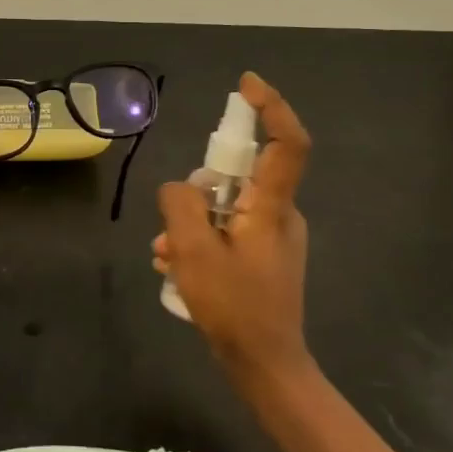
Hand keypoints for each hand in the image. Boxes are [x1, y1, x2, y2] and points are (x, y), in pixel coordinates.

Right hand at [153, 72, 312, 379]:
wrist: (267, 366)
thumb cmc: (234, 307)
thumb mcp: (193, 252)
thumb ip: (181, 206)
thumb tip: (181, 189)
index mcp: (272, 207)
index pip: (287, 143)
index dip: (272, 107)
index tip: (247, 85)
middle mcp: (280, 215)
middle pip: (240, 178)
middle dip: (198, 192)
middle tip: (171, 227)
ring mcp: (274, 237)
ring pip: (227, 208)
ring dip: (192, 223)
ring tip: (165, 255)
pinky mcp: (265, 257)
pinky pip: (229, 231)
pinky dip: (201, 240)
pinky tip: (176, 266)